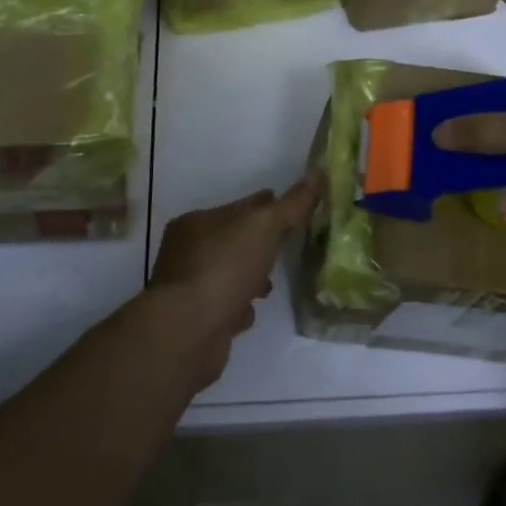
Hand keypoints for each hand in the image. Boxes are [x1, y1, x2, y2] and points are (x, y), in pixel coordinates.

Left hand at [150, 178, 319, 380]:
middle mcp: (187, 253)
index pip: (238, 207)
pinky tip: (252, 311)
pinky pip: (224, 307)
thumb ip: (292, 204)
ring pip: (228, 276)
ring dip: (249, 277)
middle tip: (285, 246)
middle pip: (232, 241)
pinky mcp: (197, 322)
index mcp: (196, 223)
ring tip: (270, 285)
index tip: (290, 208)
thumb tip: (318, 174)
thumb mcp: (264, 226)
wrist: (190, 331)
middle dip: (257, 243)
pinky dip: (238, 307)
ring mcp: (190, 289)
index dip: (265, 205)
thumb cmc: (224, 267)